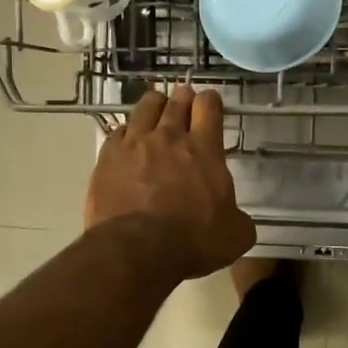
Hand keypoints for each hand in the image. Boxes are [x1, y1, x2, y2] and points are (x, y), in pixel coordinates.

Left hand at [86, 85, 255, 278]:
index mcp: (204, 149)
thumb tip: (236, 220)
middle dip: (183, 98)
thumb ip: (239, 219)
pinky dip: (127, 133)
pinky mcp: (108, 157)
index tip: (211, 104)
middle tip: (185, 101)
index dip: (211, 101)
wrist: (137, 249)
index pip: (209, 106)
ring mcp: (135, 144)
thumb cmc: (193, 240)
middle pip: (176, 101)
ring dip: (154, 105)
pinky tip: (128, 141)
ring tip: (156, 110)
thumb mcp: (235, 235)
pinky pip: (118, 132)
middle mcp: (169, 137)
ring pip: (145, 107)